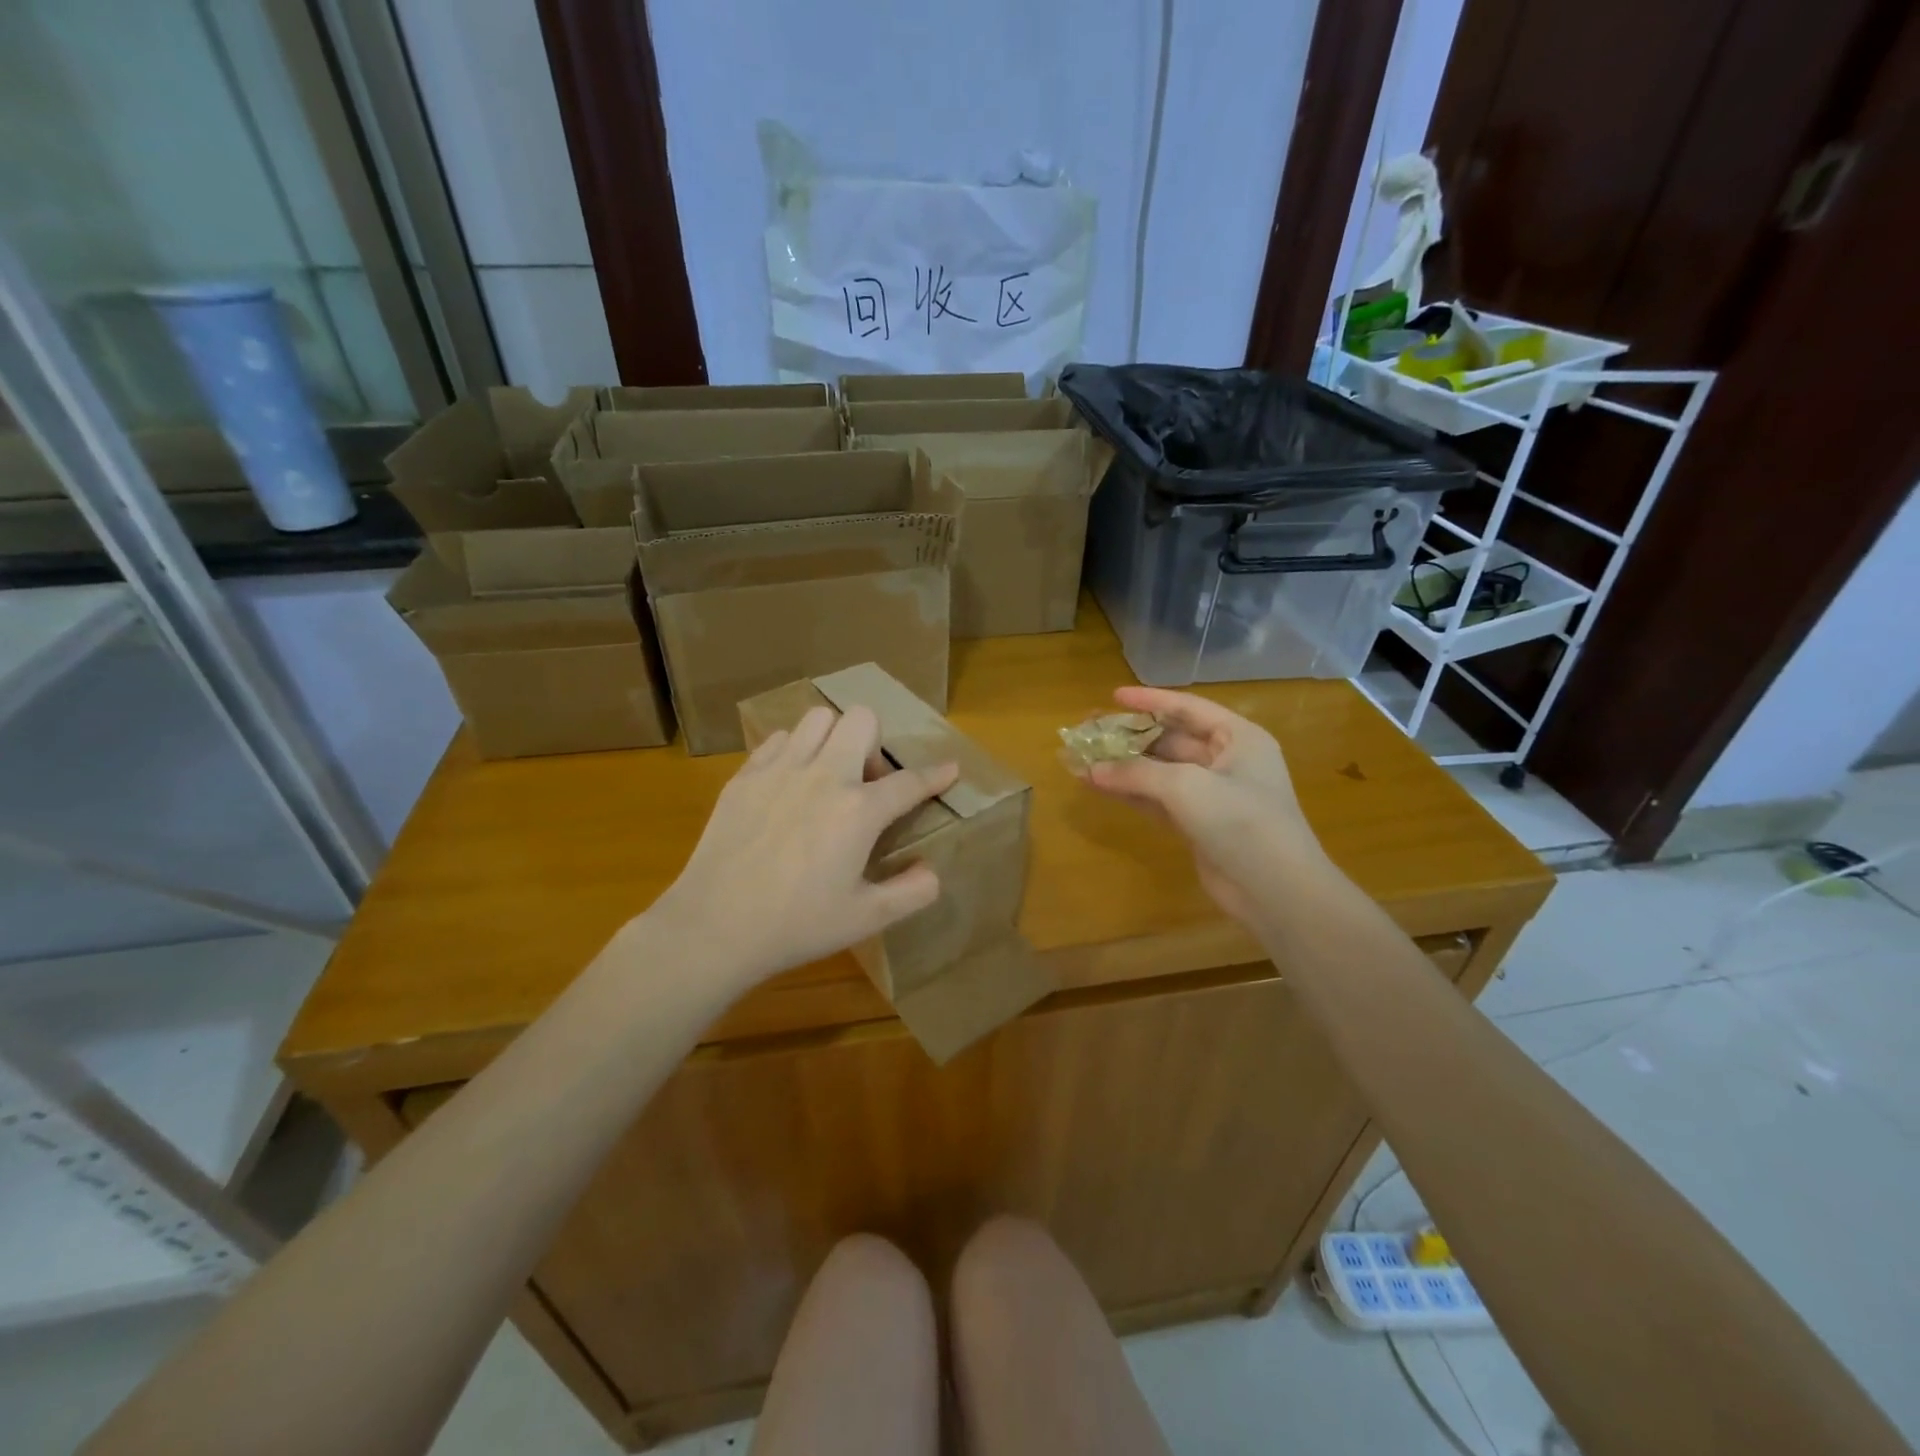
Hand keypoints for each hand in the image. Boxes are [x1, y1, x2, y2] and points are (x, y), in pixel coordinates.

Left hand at [648, 704, 958, 986]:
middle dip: (875, 742)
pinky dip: (793, 751)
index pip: (909, 782)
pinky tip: (789, 785)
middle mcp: (824, 776)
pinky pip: (778, 739)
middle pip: (861, 719)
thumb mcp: (865, 918)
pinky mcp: (745, 776)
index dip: (936, 775)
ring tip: (828, 775)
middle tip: (866, 783)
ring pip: (818, 719)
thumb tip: (932, 871)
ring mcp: (780, 770)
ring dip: (834, 739)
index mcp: (858, 811)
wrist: (715, 927)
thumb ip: (911, 892)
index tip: (949, 768)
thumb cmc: (796, 925)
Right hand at [1085, 686, 1320, 925]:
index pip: (1188, 708)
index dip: (1150, 700)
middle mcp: (1227, 761)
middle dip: (1130, 736)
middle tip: (1091, 730)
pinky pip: (1158, 800)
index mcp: (1239, 737)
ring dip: (1124, 767)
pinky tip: (1099, 787)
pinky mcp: (1198, 825)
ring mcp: (1213, 795)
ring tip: (1084, 759)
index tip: (1113, 695)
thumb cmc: (1241, 821)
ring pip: (1160, 772)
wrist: (1277, 890)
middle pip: (1170, 740)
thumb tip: (1092, 769)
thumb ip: (1137, 773)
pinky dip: (1131, 793)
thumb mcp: (1187, 786)